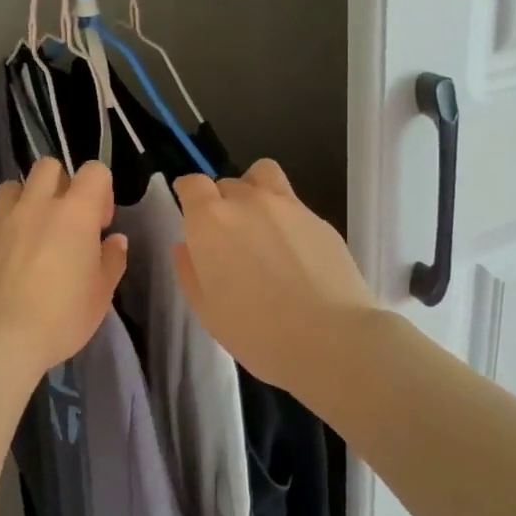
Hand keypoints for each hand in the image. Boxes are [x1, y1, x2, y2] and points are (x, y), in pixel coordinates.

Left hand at [0, 158, 128, 375]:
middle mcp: (35, 205)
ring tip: (28, 235)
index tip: (99, 224)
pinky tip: (1, 260)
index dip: (100, 191)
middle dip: (59, 184)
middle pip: (48, 167)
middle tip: (63, 221)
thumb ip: (111, 261)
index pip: (94, 171)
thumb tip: (114, 240)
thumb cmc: (60, 317)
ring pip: (11, 187)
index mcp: (74, 213)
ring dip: (24, 202)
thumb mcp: (100, 295)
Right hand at [172, 159, 378, 392]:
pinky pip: (293, 203)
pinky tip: (293, 252)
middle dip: (221, 203)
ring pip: (263, 176)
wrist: (330, 339)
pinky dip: (285, 217)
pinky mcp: (319, 219)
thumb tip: (185, 247)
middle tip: (227, 238)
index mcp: (211, 220)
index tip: (190, 213)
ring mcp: (288, 205)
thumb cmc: (256, 331)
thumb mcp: (206, 309)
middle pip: (227, 183)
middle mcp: (247, 201)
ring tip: (260, 225)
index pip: (192, 184)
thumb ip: (189, 270)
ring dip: (254, 191)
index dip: (189, 195)